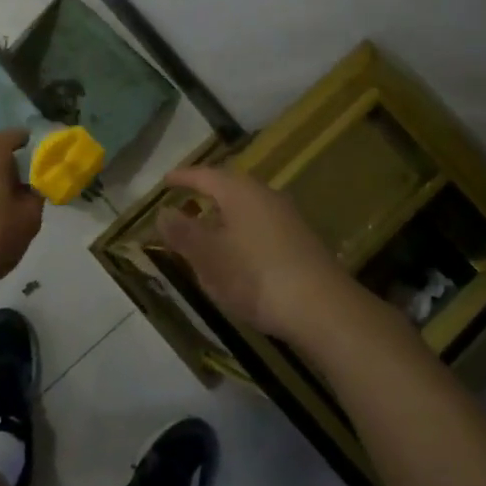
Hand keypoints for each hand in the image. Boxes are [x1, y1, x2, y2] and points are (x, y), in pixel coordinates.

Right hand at [158, 166, 355, 346]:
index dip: (183, 177)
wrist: (323, 309)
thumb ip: (183, 232)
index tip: (165, 180)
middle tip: (184, 203)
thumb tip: (162, 212)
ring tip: (205, 232)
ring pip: (247, 209)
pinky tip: (236, 256)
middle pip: (229, 188)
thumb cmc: (256, 276)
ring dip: (223, 217)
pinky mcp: (300, 242)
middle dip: (205, 195)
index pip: (205, 175)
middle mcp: (266, 196)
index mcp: (240, 192)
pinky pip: (260, 227)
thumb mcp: (208, 256)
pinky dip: (240, 234)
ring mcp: (288, 219)